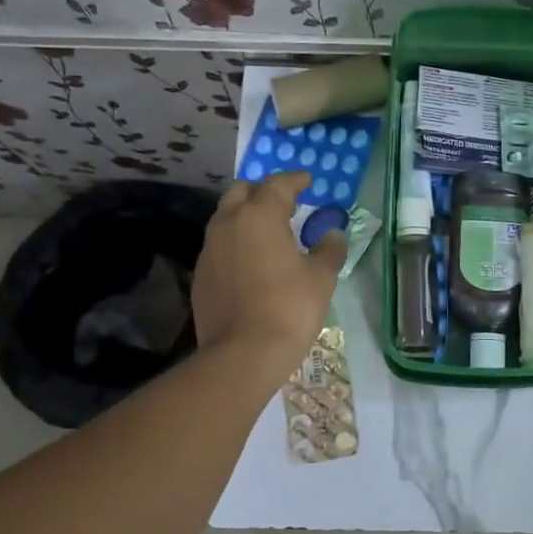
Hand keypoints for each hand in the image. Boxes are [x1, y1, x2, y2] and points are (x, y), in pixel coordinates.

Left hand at [192, 173, 346, 381]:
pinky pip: (219, 246)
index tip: (308, 181)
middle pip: (242, 191)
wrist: (243, 353)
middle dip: (263, 192)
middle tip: (285, 204)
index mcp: (260, 215)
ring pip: (226, 218)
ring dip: (246, 216)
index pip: (277, 184)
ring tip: (268, 232)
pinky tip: (251, 261)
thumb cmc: (289, 308)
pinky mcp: (200, 275)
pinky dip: (236, 243)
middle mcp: (228, 223)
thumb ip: (329, 250)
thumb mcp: (321, 278)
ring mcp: (209, 249)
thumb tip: (333, 234)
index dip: (295, 180)